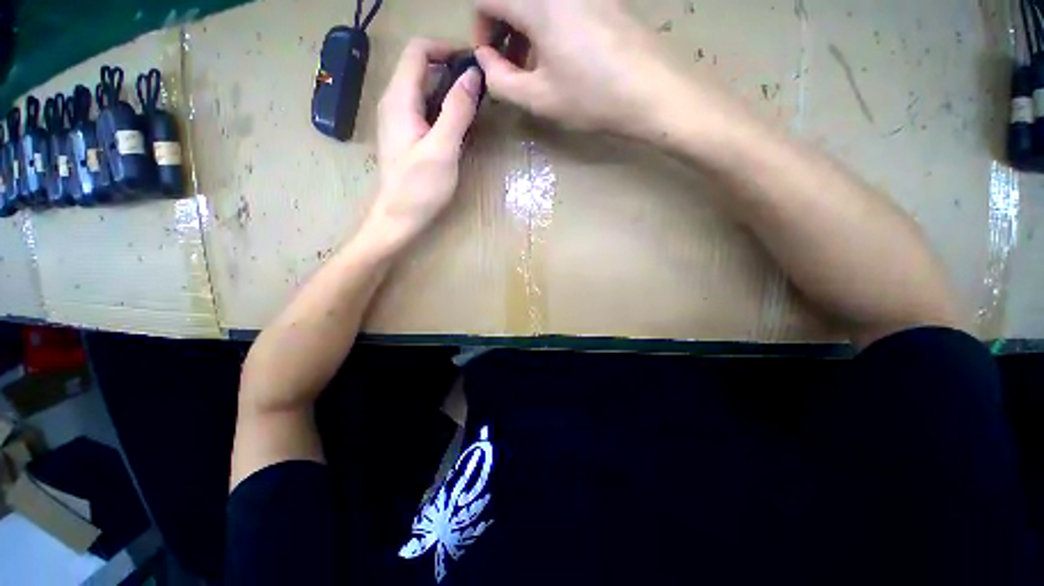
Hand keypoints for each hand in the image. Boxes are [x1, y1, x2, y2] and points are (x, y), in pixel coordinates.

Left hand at [361, 39, 482, 251]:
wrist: (399, 218)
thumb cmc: (419, 188)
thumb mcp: (442, 149)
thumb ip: (456, 111)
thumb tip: (472, 75)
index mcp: (400, 99)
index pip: (418, 51)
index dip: (446, 48)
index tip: (475, 63)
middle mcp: (395, 102)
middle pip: (421, 66)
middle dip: (452, 68)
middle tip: (481, 87)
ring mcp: (400, 119)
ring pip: (425, 88)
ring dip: (450, 88)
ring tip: (476, 103)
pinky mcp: (407, 134)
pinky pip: (426, 107)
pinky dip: (445, 107)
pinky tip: (461, 123)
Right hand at [473, 0, 683, 138]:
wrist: (652, 91)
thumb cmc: (591, 97)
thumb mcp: (538, 98)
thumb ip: (500, 80)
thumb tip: (486, 60)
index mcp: (538, 3)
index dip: (480, 29)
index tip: (492, 60)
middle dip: (504, 30)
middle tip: (514, 67)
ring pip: (538, 3)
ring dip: (527, 30)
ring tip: (539, 68)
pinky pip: (562, 5)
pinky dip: (550, 26)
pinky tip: (563, 57)